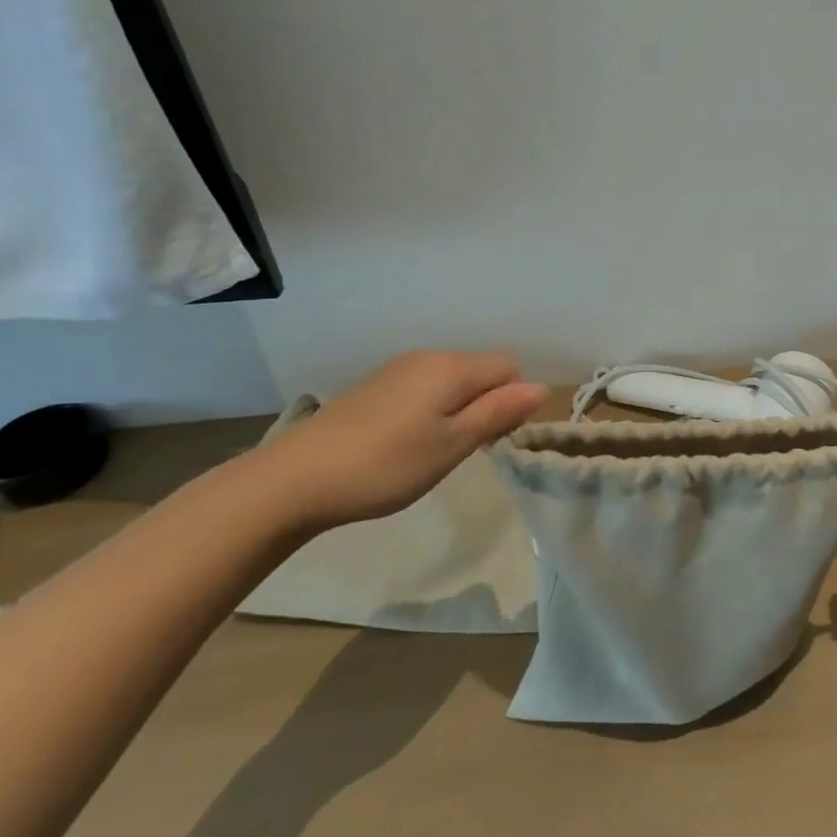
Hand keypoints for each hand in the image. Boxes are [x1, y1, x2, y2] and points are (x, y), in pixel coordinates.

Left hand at [250, 350, 548, 531]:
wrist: (295, 479)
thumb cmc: (386, 464)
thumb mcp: (452, 445)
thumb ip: (498, 413)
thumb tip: (541, 388)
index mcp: (452, 367)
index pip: (509, 367)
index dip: (512, 400)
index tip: (492, 439)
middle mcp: (428, 357)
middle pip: (480, 371)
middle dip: (486, 404)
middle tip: (464, 450)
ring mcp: (397, 369)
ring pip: (451, 381)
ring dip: (458, 409)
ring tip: (433, 451)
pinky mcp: (374, 386)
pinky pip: (423, 387)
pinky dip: (430, 410)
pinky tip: (404, 444)